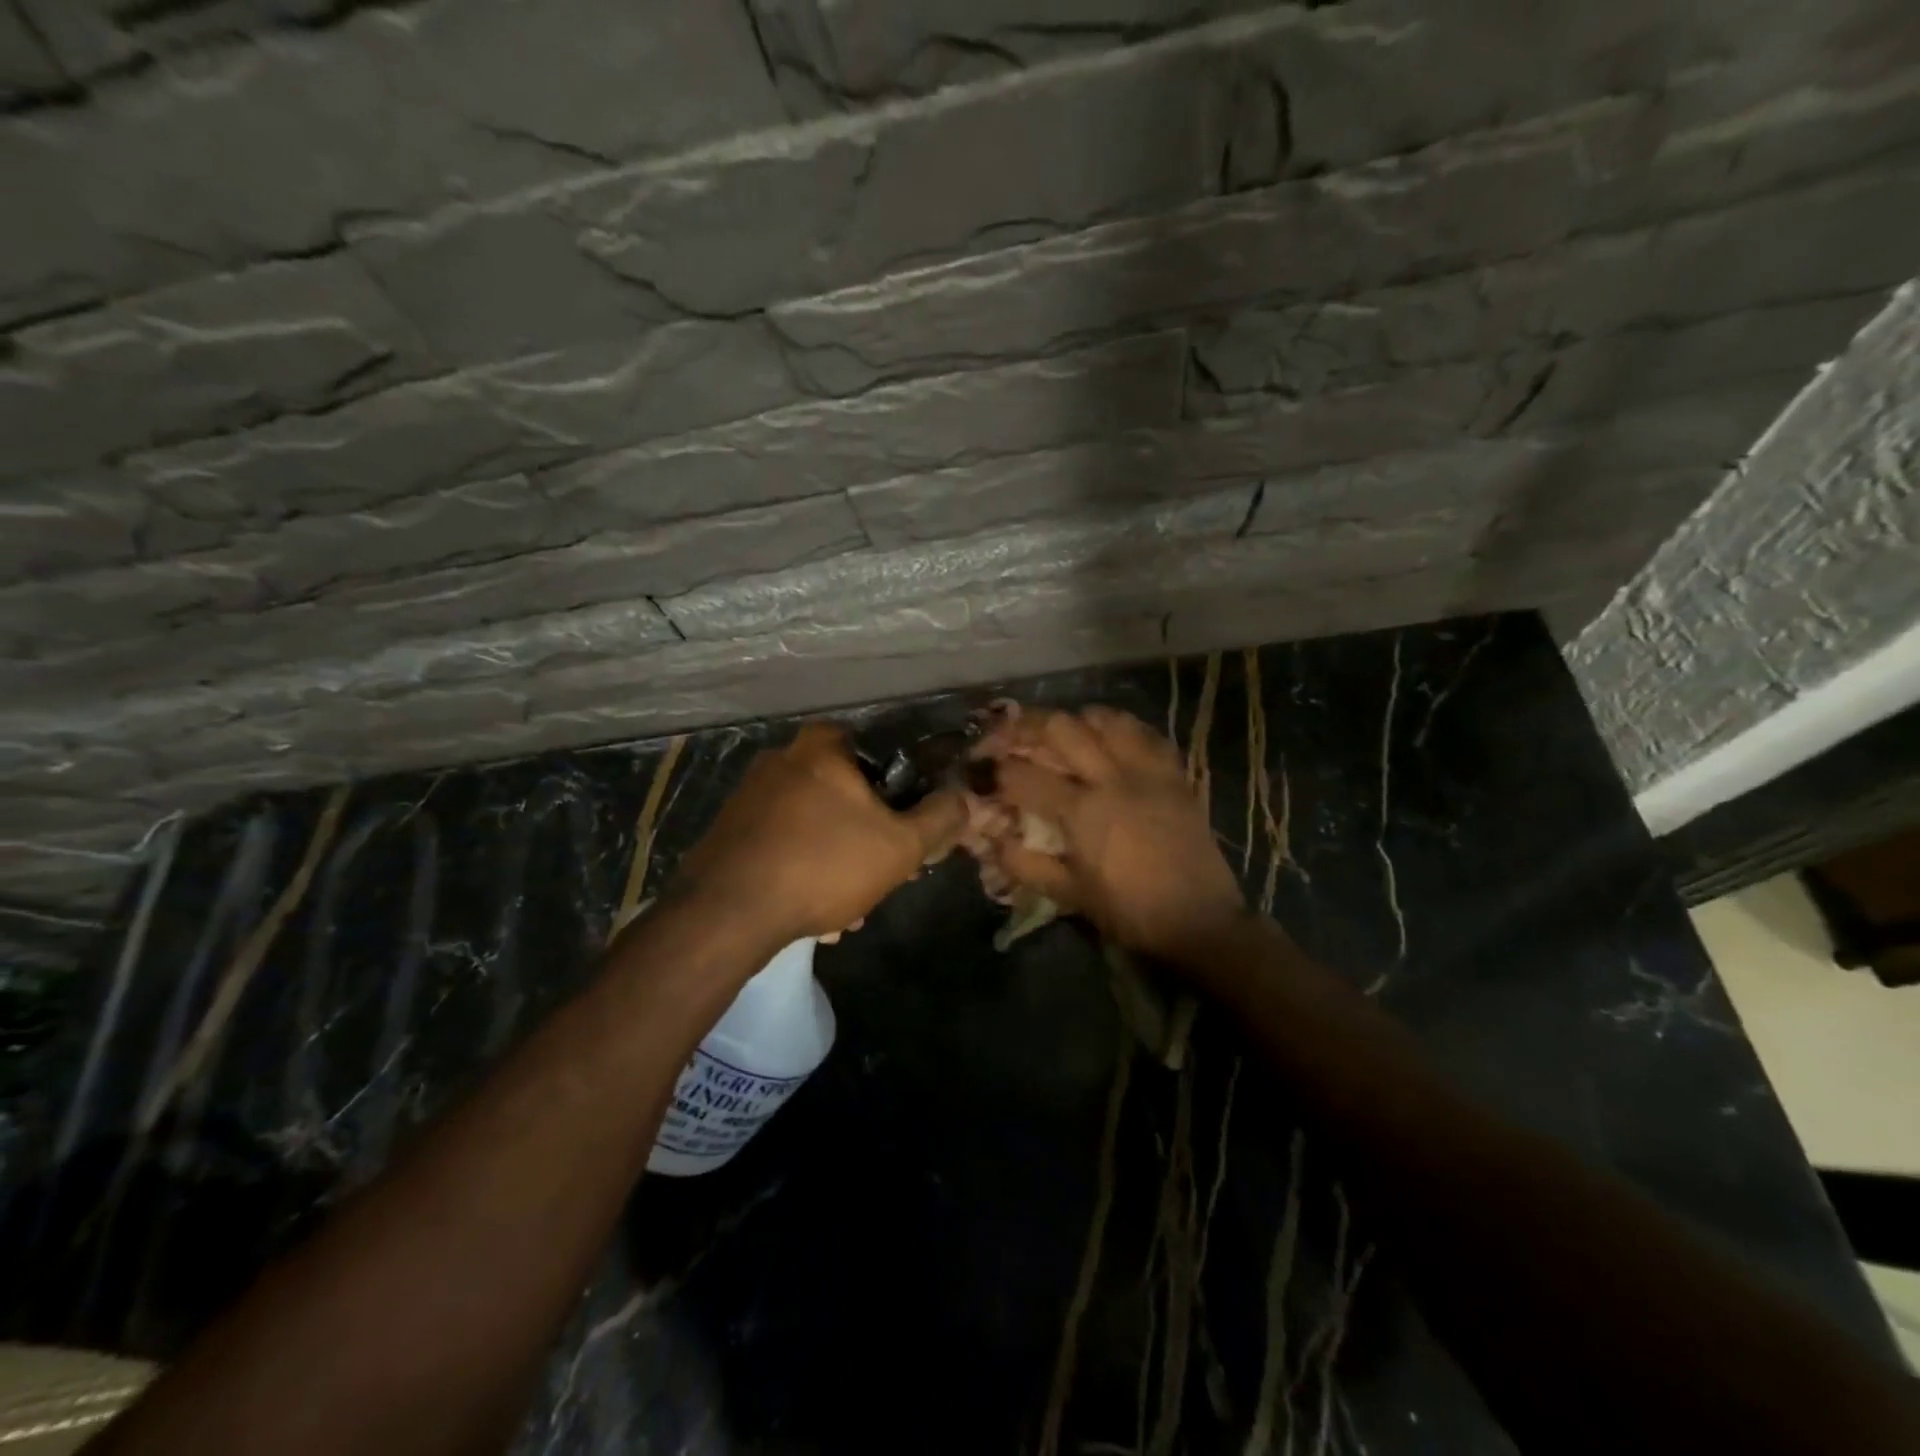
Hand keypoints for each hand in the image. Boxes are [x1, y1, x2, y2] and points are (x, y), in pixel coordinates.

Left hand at [672, 722, 966, 944]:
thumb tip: (963, 796)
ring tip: (844, 909)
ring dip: (836, 862)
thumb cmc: (823, 865)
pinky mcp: (729, 829)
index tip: (906, 833)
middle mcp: (782, 757)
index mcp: (823, 746)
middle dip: (867, 839)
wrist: (727, 914)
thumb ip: (939, 817)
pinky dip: (803, 869)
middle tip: (879, 877)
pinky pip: (784, 843)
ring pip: (816, 825)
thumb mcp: (900, 846)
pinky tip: (810, 909)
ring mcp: (750, 793)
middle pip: (847, 795)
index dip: (900, 796)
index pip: (880, 754)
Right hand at [978, 706, 1247, 961]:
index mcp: (1083, 811)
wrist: (1200, 921)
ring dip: (1077, 720)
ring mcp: (1148, 771)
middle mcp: (1112, 778)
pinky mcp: (1175, 774)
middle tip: (1011, 733)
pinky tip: (1112, 738)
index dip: (996, 770)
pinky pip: (1146, 734)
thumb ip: (1026, 865)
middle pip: (1062, 728)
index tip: (982, 770)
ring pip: (1107, 719)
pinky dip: (1123, 728)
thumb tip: (993, 841)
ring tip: (1064, 732)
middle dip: (1027, 725)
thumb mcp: (1071, 895)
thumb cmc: (1130, 912)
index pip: (1026, 776)